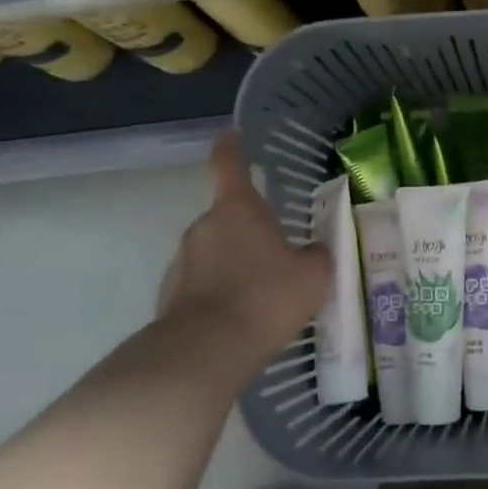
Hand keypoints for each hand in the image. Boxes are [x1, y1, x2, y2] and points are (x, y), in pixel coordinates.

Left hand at [152, 132, 331, 393]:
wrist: (206, 352)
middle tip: (280, 253)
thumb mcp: (312, 275)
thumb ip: (317, 256)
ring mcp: (181, 262)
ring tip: (263, 295)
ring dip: (235, 264)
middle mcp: (204, 226)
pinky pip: (203, 285)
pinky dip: (220, 294)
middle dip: (251, 231)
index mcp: (237, 209)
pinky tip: (241, 319)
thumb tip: (316, 250)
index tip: (233, 135)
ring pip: (215, 253)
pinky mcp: (170, 297)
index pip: (229, 163)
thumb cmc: (265, 298)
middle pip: (228, 217)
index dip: (233, 147)